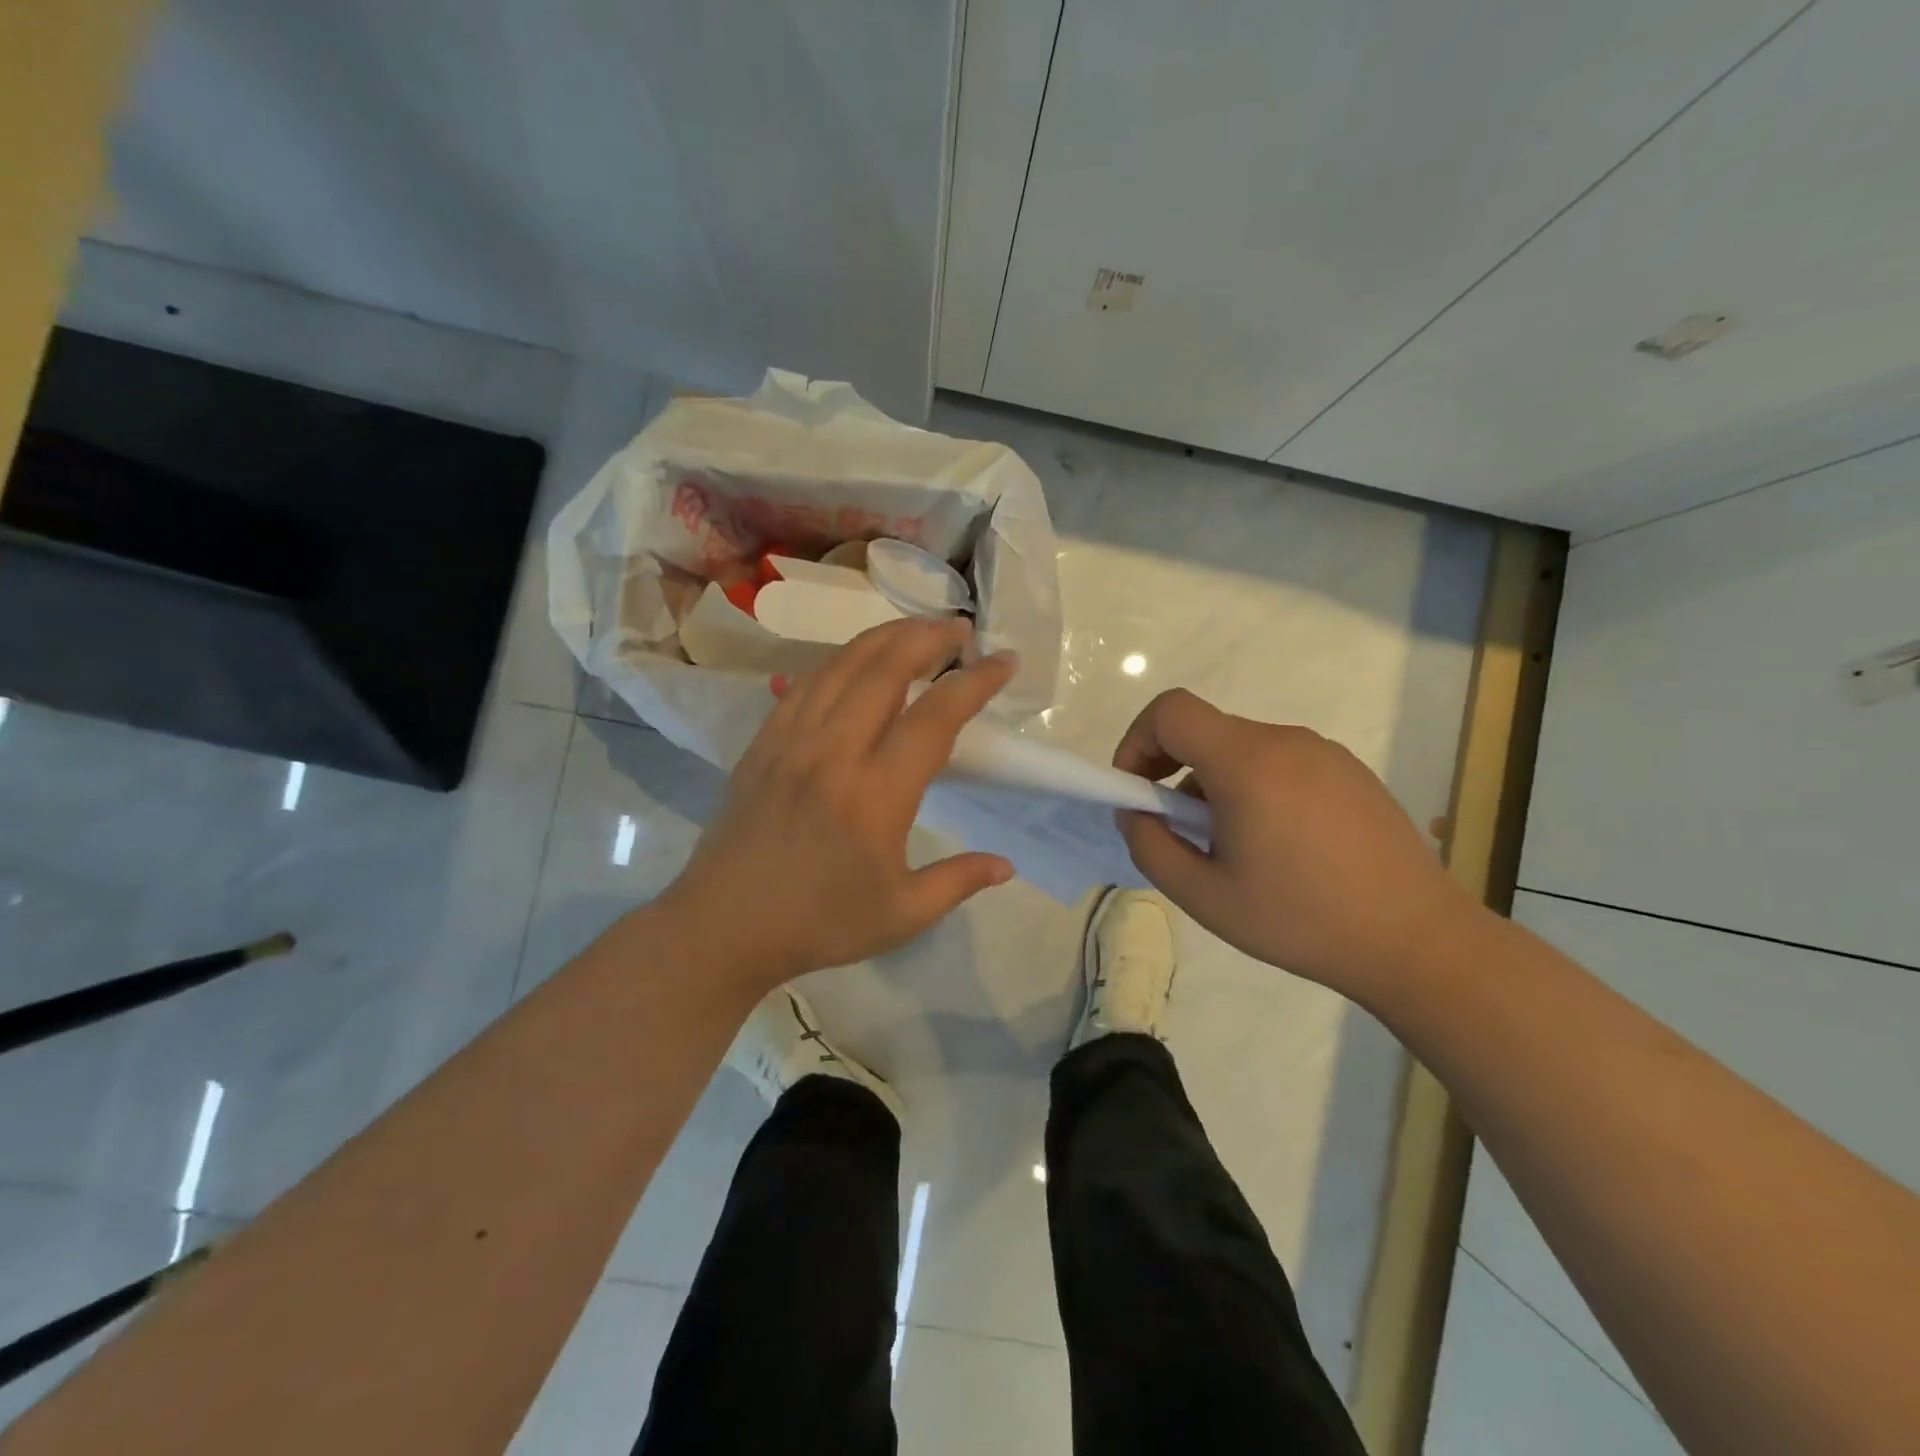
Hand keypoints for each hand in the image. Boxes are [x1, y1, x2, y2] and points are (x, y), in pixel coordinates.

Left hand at [661, 618, 1015, 989]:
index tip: (1004, 662)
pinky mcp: (763, 742)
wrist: (722, 927)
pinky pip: (807, 683)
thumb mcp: (902, 915)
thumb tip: (1006, 865)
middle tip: (961, 629)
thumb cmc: (818, 924)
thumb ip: (958, 881)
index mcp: (876, 795)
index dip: (976, 682)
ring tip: (918, 630)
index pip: (936, 716)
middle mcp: (833, 752)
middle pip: (886, 668)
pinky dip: (841, 660)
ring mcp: (791, 740)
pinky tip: (858, 660)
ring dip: (886, 637)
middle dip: (930, 637)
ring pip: (843, 664)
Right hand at [1113, 688, 1478, 997]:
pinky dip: (1257, 788)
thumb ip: (1150, 845)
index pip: (1170, 711)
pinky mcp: (1351, 772)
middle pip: (1206, 732)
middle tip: (1184, 832)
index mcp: (1247, 763)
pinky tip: (1282, 846)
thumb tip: (1136, 812)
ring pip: (1243, 749)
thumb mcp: (1203, 896)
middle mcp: (1286, 741)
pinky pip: (1282, 763)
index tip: (1138, 790)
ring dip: (1217, 784)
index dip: (1138, 741)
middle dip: (1175, 772)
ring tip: (1237, 848)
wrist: (1416, 941)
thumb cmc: (1300, 920)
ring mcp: (1325, 753)